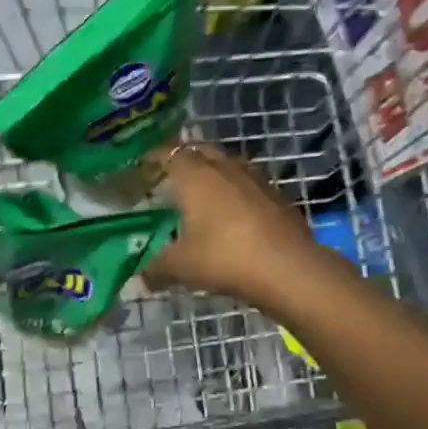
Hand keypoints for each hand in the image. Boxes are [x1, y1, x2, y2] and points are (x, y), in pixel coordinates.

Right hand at [141, 142, 328, 307]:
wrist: (287, 268)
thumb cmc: (224, 257)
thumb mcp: (180, 266)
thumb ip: (155, 268)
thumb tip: (140, 278)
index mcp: (195, 176)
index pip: (168, 153)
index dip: (153, 157)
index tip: (142, 167)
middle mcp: (224, 167)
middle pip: (200, 150)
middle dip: (184, 158)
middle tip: (171, 176)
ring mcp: (255, 178)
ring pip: (228, 163)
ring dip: (213, 171)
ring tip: (202, 191)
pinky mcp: (278, 195)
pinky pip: (249, 183)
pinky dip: (236, 190)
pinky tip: (233, 211)